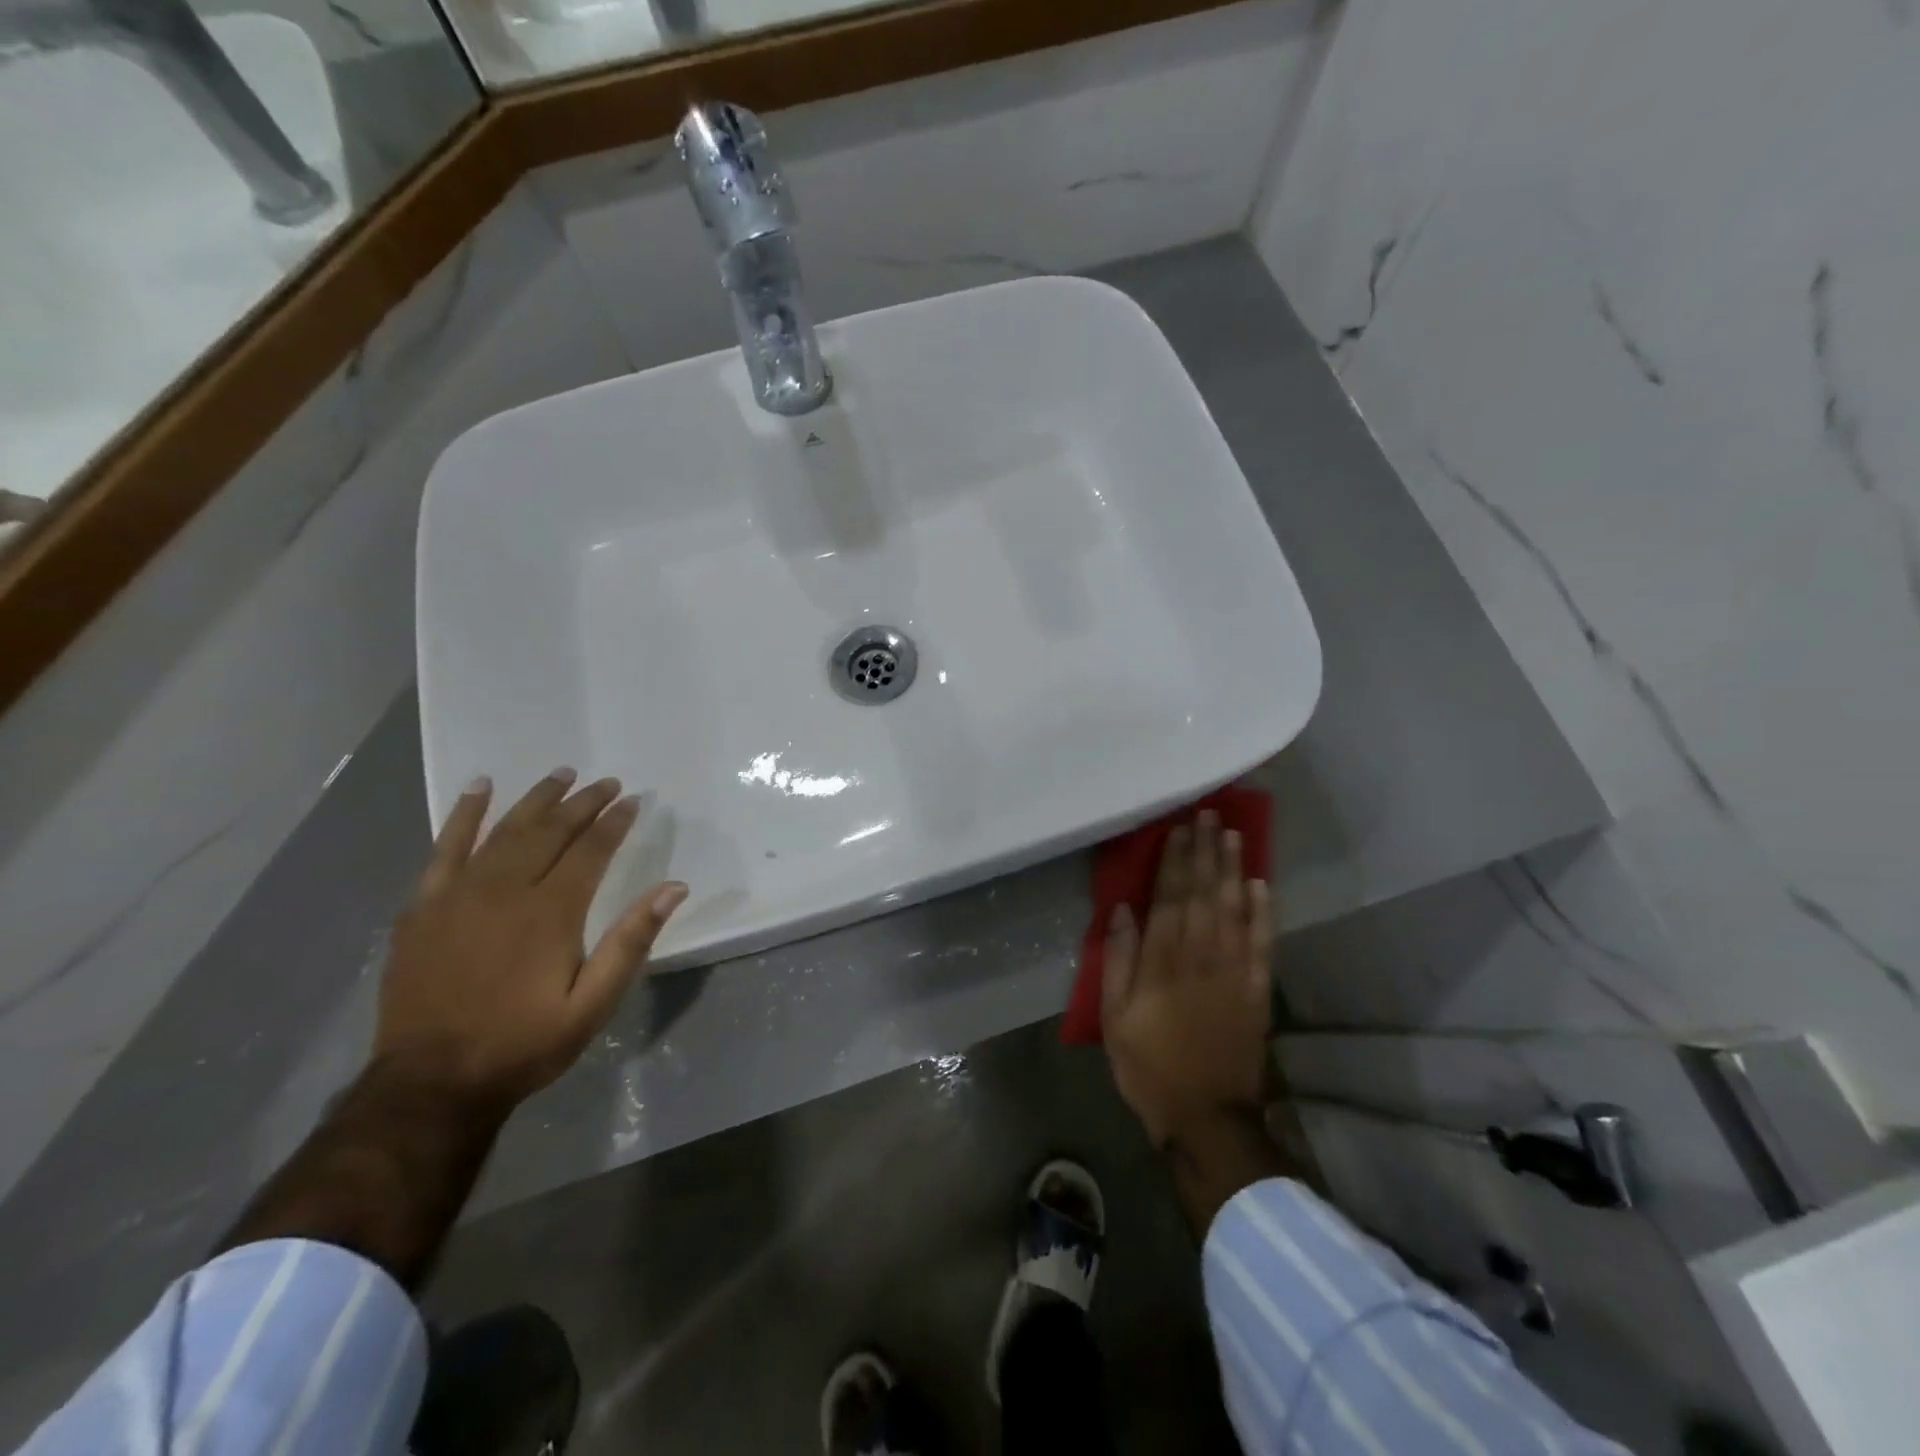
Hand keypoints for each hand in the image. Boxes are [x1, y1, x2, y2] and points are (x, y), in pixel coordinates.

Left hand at [374, 769, 687, 1110]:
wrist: (431, 1083)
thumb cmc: (523, 1044)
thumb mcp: (593, 1004)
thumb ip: (631, 942)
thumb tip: (674, 888)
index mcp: (551, 912)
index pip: (590, 850)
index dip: (614, 822)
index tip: (633, 800)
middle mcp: (506, 890)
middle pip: (550, 831)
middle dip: (583, 803)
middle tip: (607, 782)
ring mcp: (459, 895)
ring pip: (504, 830)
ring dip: (536, 799)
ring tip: (562, 774)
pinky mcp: (424, 907)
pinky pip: (444, 848)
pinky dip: (464, 815)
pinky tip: (480, 788)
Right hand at [1101, 810, 1273, 1147]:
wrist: (1206, 1116)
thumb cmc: (1149, 1066)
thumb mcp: (1114, 1018)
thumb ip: (1118, 961)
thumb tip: (1122, 910)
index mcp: (1162, 963)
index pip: (1169, 898)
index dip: (1174, 860)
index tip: (1179, 828)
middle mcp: (1200, 957)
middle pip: (1203, 894)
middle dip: (1204, 852)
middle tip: (1208, 814)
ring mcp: (1234, 972)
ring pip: (1234, 909)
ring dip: (1232, 869)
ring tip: (1232, 834)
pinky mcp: (1257, 991)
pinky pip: (1263, 944)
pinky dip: (1264, 912)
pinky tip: (1261, 884)